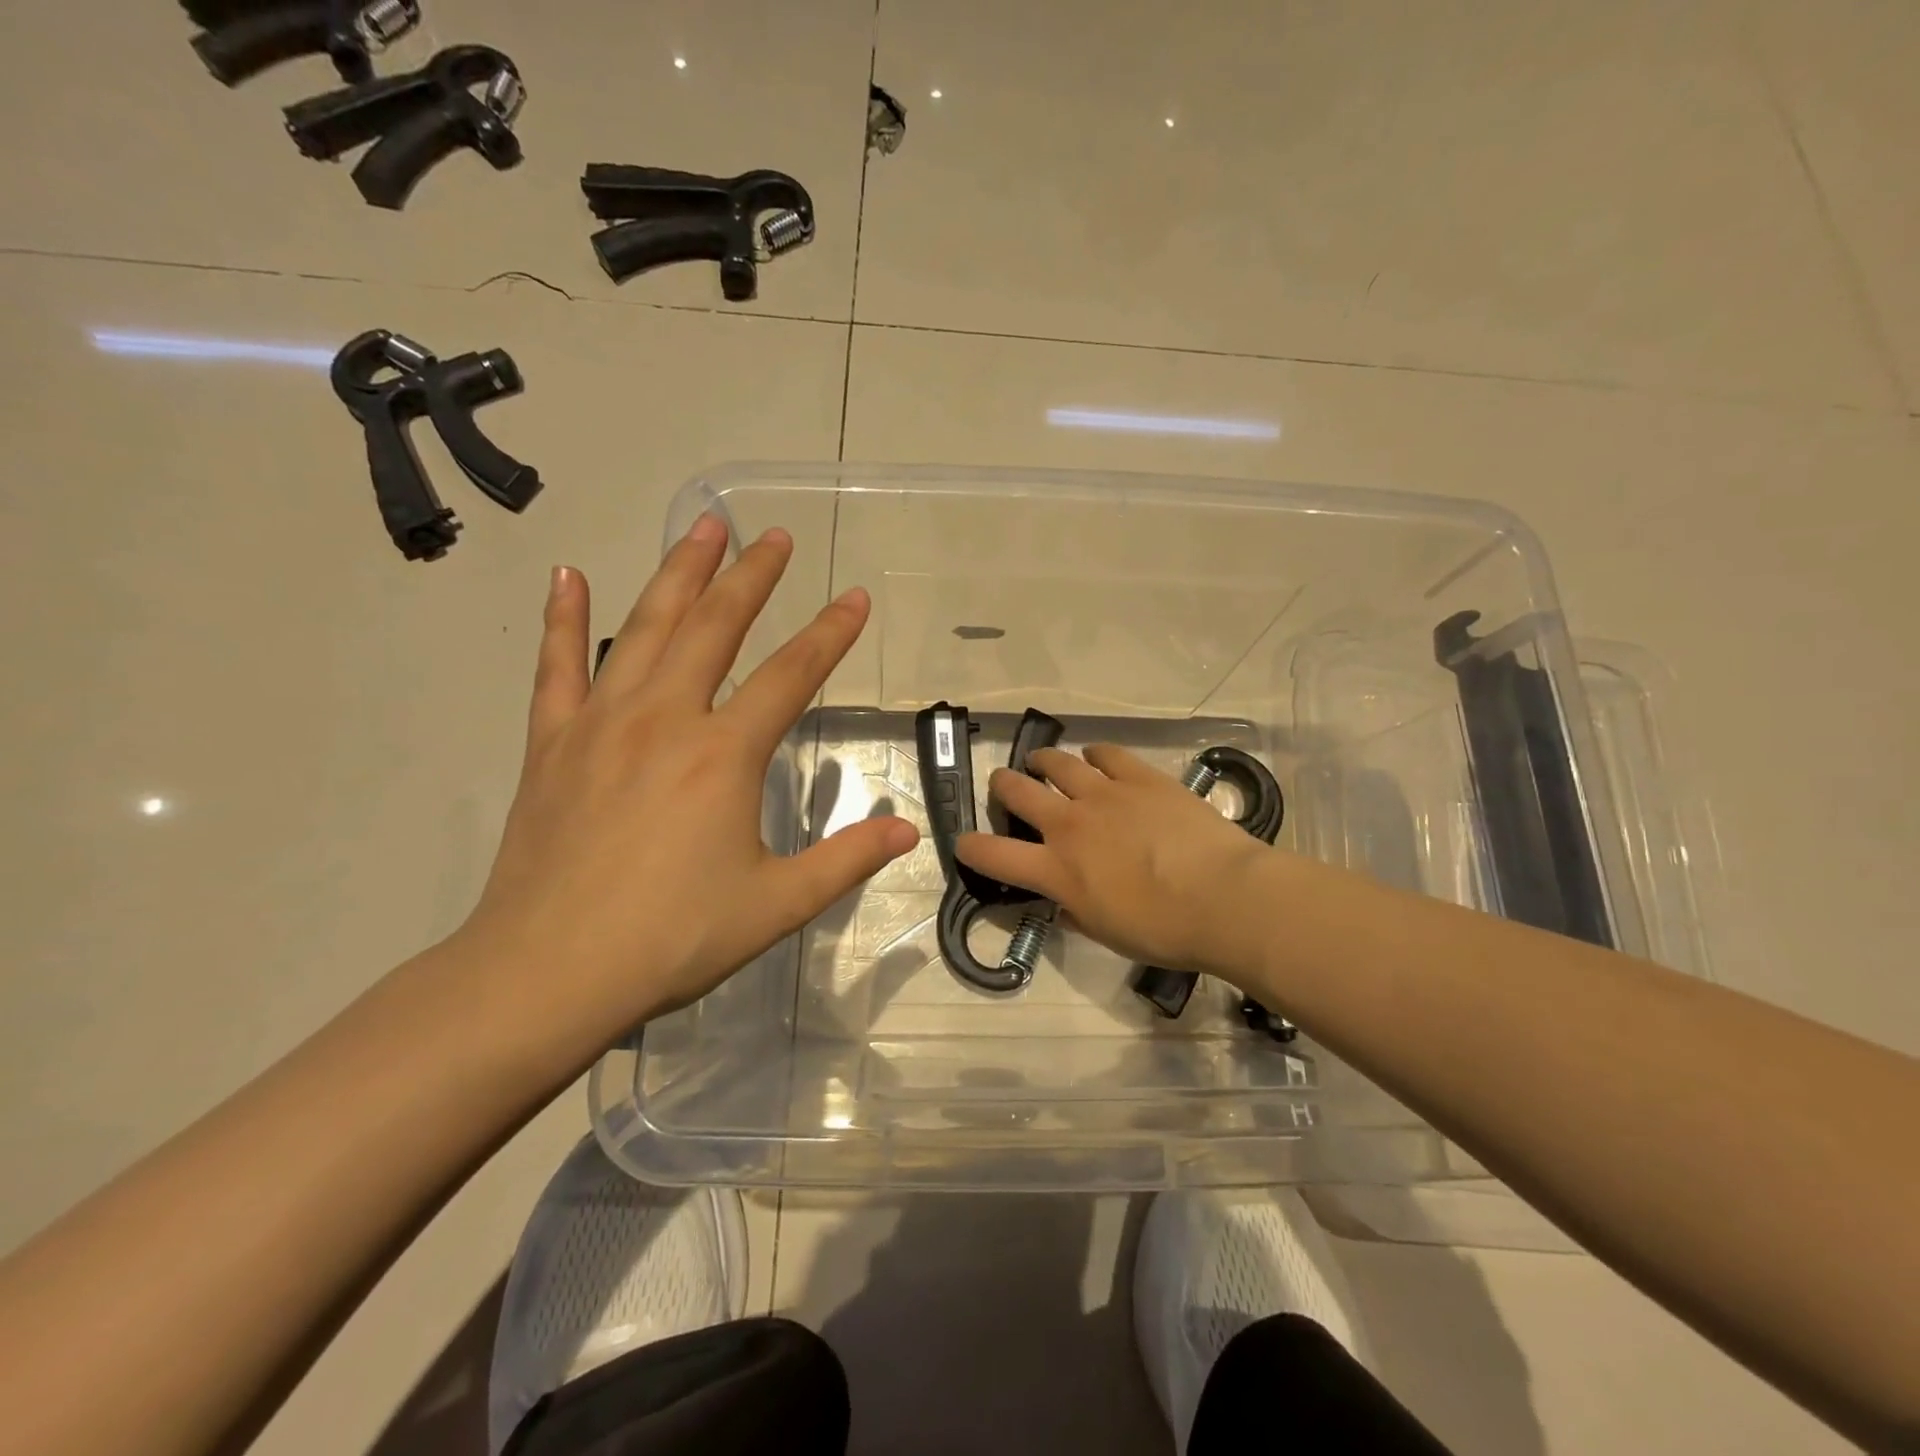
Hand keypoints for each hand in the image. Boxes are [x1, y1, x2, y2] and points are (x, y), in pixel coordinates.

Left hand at [456, 516, 918, 1057]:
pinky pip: (556, 667)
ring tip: (702, 528)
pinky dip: (562, 619)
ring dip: (678, 573)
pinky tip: (567, 576)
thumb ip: (846, 860)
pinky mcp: (551, 743)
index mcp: (723, 754)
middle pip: (715, 628)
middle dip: (751, 577)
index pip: (791, 675)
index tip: (855, 597)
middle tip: (773, 536)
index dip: (830, 633)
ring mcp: (601, 724)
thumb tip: (906, 830)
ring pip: (644, 627)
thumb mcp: (777, 904)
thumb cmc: (672, 938)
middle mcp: (664, 719)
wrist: (546, 974)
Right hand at [954, 745, 1276, 979]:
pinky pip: (1107, 754)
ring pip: (1056, 763)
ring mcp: (1104, 795)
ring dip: (1042, 761)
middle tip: (1005, 785)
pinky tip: (1095, 757)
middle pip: (1017, 792)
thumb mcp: (1107, 933)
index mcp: (1057, 871)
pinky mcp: (1140, 777)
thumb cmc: (1165, 931)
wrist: (1224, 898)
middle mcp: (1070, 825)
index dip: (972, 848)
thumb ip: (1076, 913)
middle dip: (1003, 786)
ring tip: (1040, 762)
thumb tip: (1066, 903)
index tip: (964, 843)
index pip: (994, 855)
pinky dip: (1094, 754)